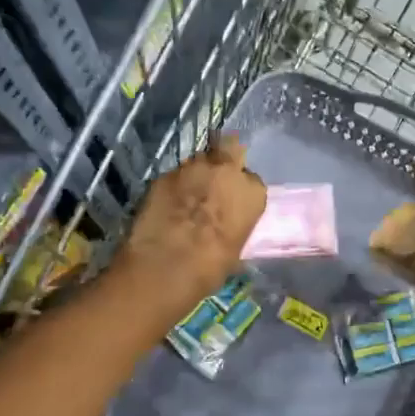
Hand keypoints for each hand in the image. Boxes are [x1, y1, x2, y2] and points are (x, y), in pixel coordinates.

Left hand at [114, 136, 266, 325]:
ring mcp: (191, 168)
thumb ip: (235, 223)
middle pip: (229, 149)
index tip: (234, 203)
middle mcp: (224, 170)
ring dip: (197, 174)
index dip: (241, 190)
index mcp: (250, 191)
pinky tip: (168, 205)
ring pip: (199, 161)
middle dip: (224, 160)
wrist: (164, 267)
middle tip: (215, 182)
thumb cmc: (210, 267)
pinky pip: (174, 176)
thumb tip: (226, 225)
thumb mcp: (236, 247)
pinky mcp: (162, 175)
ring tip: (188, 195)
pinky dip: (174, 186)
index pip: (252, 180)